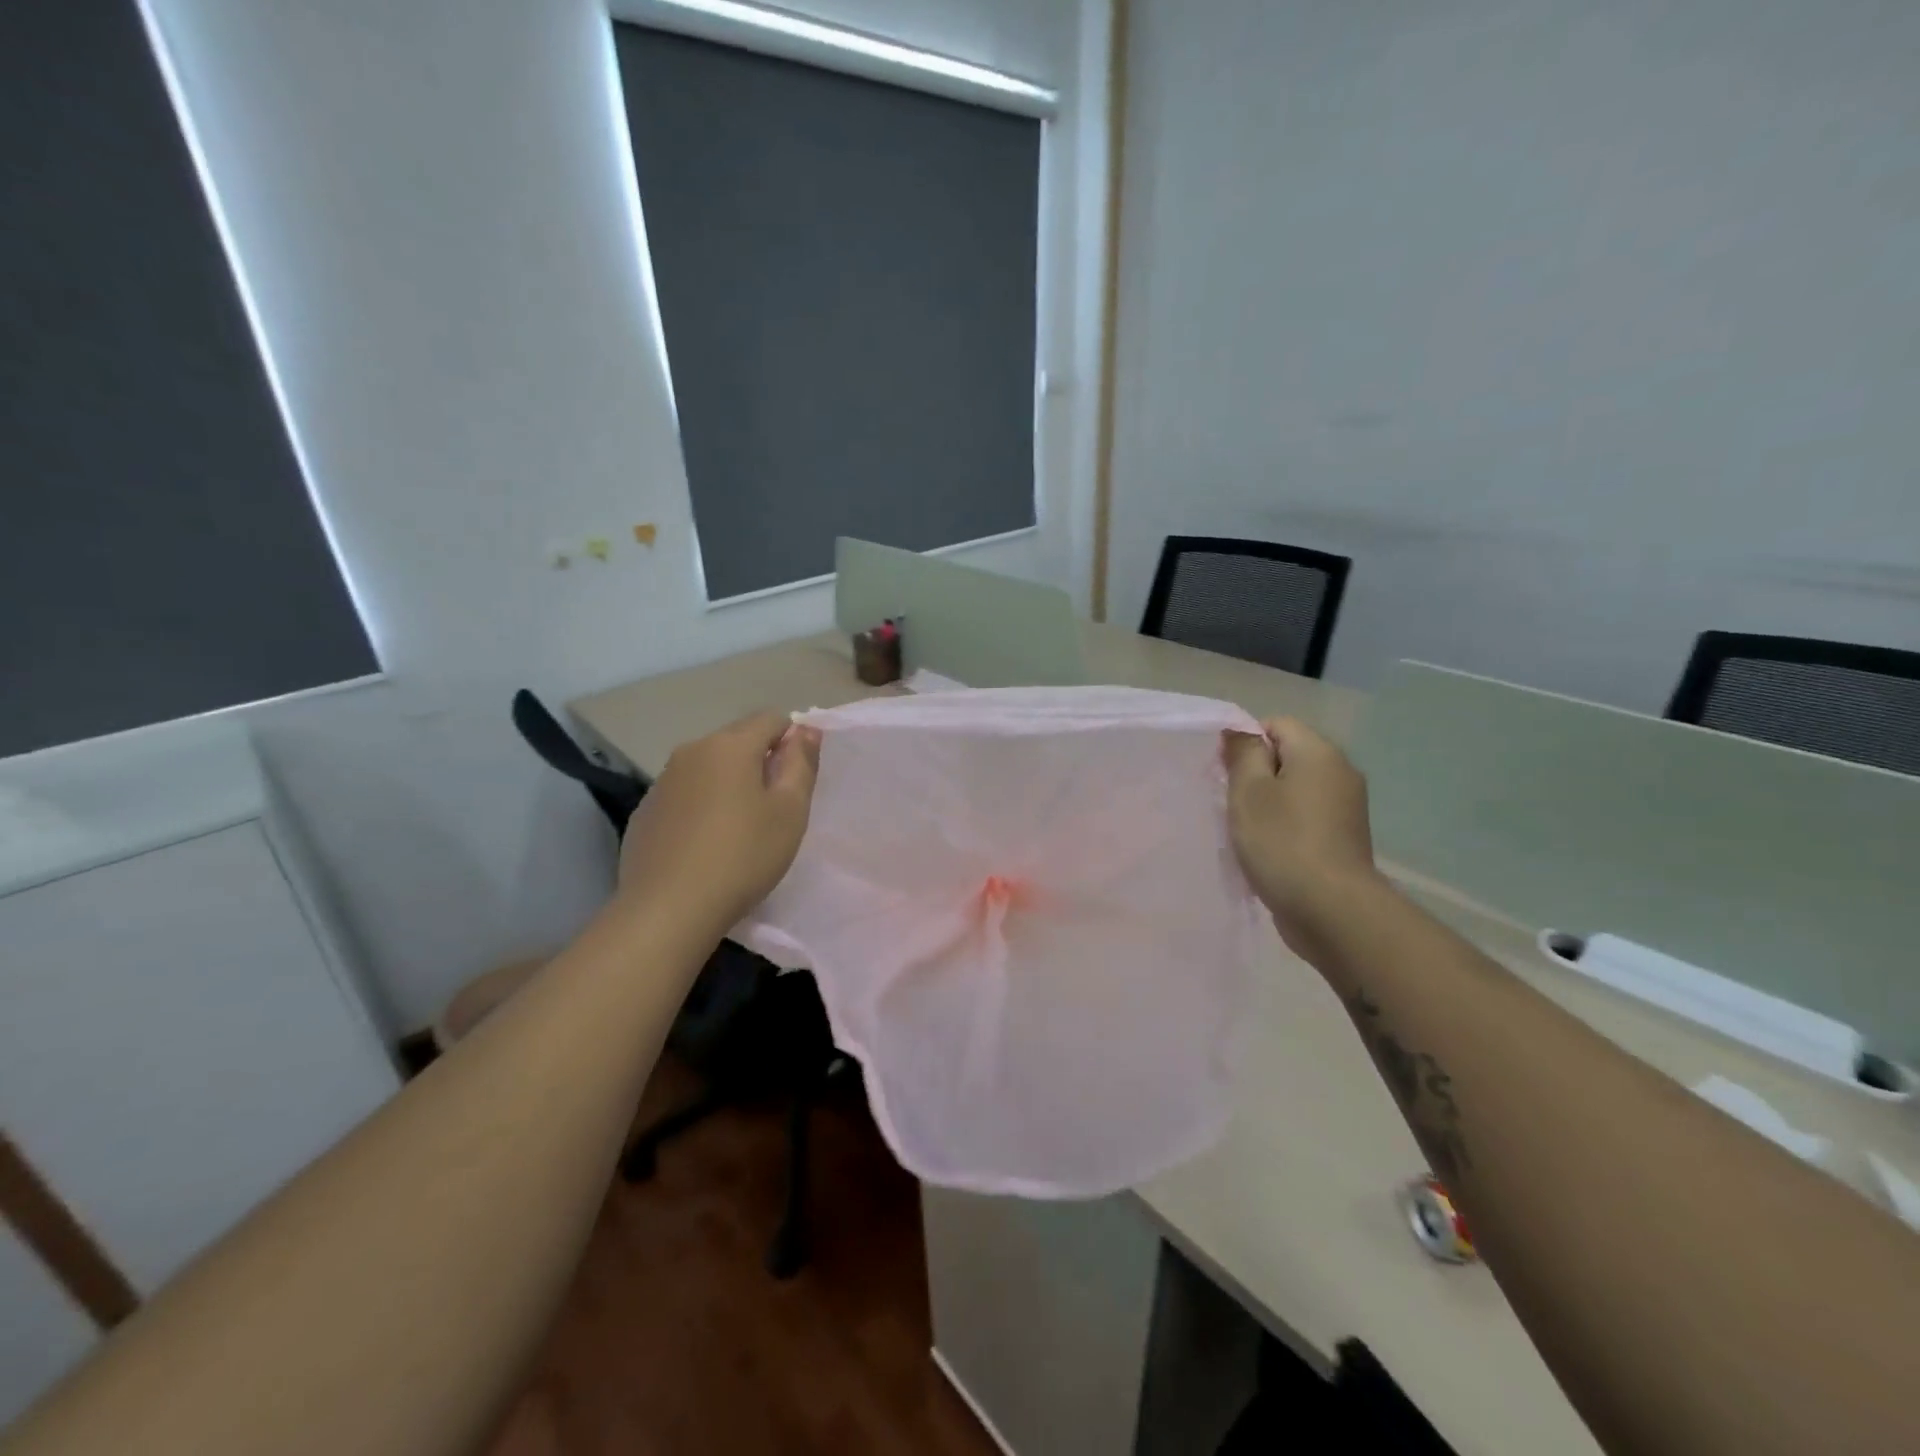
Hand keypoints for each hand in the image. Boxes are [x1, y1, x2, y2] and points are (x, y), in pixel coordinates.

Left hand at [617, 711, 821, 935]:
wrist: (668, 910)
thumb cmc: (743, 856)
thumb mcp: (790, 811)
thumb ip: (801, 764)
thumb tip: (806, 729)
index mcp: (730, 745)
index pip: (771, 719)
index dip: (792, 741)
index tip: (797, 780)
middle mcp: (691, 751)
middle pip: (737, 741)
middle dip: (760, 763)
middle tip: (774, 810)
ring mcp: (662, 782)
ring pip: (709, 768)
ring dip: (729, 785)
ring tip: (739, 830)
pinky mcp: (645, 812)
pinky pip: (684, 795)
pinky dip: (701, 807)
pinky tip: (705, 846)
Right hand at [1222, 717, 1380, 954]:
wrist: (1332, 909)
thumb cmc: (1282, 841)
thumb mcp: (1249, 791)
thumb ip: (1243, 754)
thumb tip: (1240, 732)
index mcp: (1319, 752)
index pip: (1276, 724)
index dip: (1245, 743)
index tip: (1225, 774)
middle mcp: (1340, 772)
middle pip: (1288, 756)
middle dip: (1256, 774)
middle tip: (1231, 802)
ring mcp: (1347, 807)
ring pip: (1296, 789)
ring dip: (1269, 803)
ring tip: (1247, 830)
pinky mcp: (1345, 838)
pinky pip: (1307, 816)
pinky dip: (1286, 825)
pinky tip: (1269, 849)